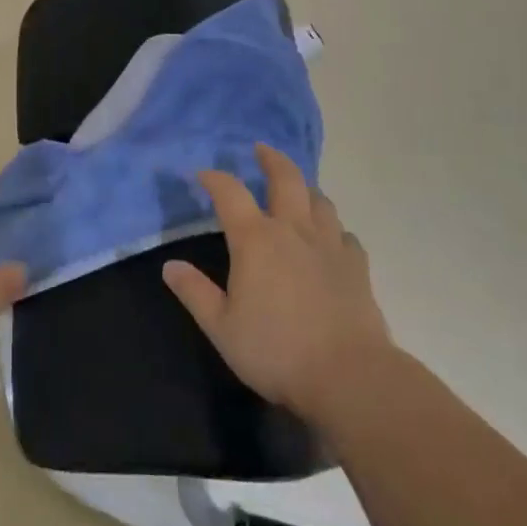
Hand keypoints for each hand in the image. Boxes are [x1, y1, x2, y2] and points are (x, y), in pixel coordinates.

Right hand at [162, 145, 394, 428]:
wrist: (349, 376)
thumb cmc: (276, 351)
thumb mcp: (221, 327)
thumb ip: (195, 293)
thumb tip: (169, 266)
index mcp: (255, 239)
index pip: (229, 193)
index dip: (215, 178)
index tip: (203, 174)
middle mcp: (293, 230)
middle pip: (285, 178)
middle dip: (271, 159)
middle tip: (261, 149)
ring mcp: (330, 245)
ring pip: (319, 201)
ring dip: (305, 189)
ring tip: (297, 190)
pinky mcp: (357, 267)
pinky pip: (345, 235)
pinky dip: (333, 229)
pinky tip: (330, 239)